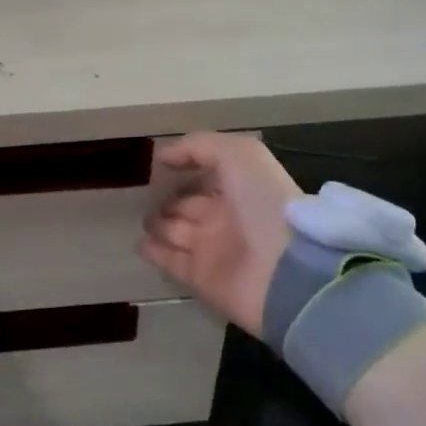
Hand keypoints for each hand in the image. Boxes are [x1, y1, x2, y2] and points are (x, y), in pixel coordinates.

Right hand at [139, 133, 298, 335]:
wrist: (285, 270)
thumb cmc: (263, 202)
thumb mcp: (238, 155)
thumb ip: (199, 146)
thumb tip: (164, 156)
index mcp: (239, 187)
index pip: (206, 175)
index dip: (186, 168)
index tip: (159, 165)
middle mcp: (225, 216)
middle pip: (189, 205)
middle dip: (168, 199)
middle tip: (143, 195)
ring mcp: (213, 249)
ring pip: (177, 232)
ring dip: (158, 224)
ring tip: (140, 218)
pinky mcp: (201, 278)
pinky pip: (171, 261)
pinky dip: (155, 252)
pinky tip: (139, 242)